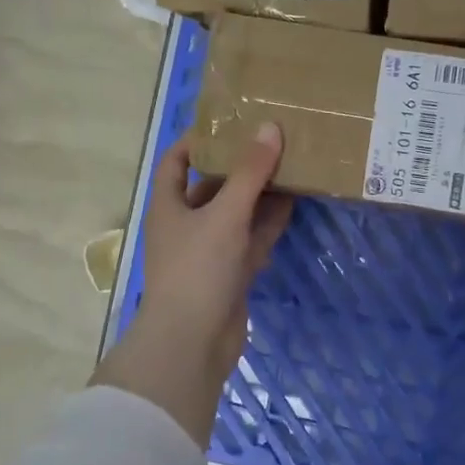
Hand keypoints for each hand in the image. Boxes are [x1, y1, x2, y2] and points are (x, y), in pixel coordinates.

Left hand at [98, 124, 292, 445]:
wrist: (192, 343)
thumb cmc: (198, 269)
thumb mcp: (224, 214)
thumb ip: (250, 173)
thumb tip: (270, 128)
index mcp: (169, 205)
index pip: (177, 160)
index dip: (198, 139)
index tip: (231, 121)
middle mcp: (186, 224)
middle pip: (213, 185)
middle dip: (240, 165)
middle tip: (273, 138)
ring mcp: (209, 251)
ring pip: (237, 213)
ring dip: (260, 193)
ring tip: (291, 163)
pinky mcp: (231, 273)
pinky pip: (251, 239)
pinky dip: (269, 222)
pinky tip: (295, 201)